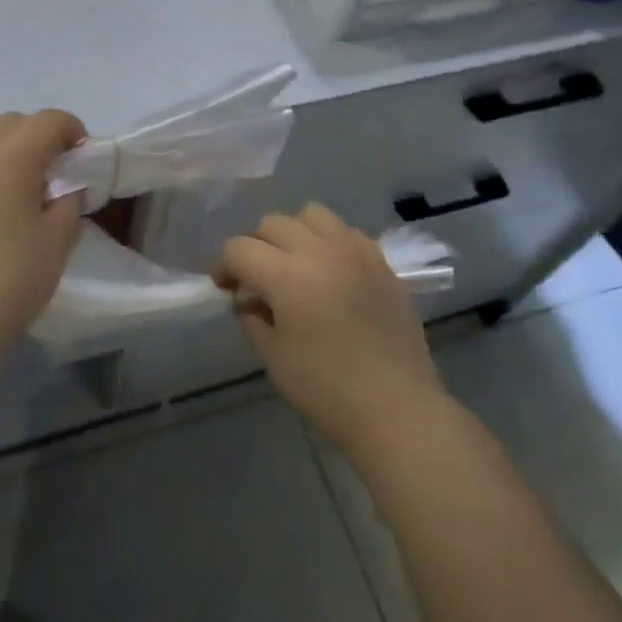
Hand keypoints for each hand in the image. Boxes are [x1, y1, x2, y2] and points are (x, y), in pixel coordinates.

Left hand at [0, 109, 87, 362]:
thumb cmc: (12, 281)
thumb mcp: (60, 240)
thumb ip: (70, 200)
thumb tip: (66, 184)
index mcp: (14, 156)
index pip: (50, 121)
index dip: (71, 131)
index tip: (78, 156)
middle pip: (11, 123)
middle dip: (34, 140)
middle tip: (43, 177)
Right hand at [215, 203, 443, 455]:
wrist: (396, 407)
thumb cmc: (326, 388)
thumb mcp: (274, 357)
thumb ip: (253, 318)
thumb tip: (248, 299)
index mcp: (286, 275)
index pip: (239, 248)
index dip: (224, 266)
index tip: (226, 288)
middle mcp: (320, 251)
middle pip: (273, 223)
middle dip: (255, 246)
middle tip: (256, 278)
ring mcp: (355, 251)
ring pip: (312, 215)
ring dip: (294, 233)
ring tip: (295, 264)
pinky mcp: (381, 262)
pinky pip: (346, 232)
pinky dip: (329, 241)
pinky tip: (331, 272)